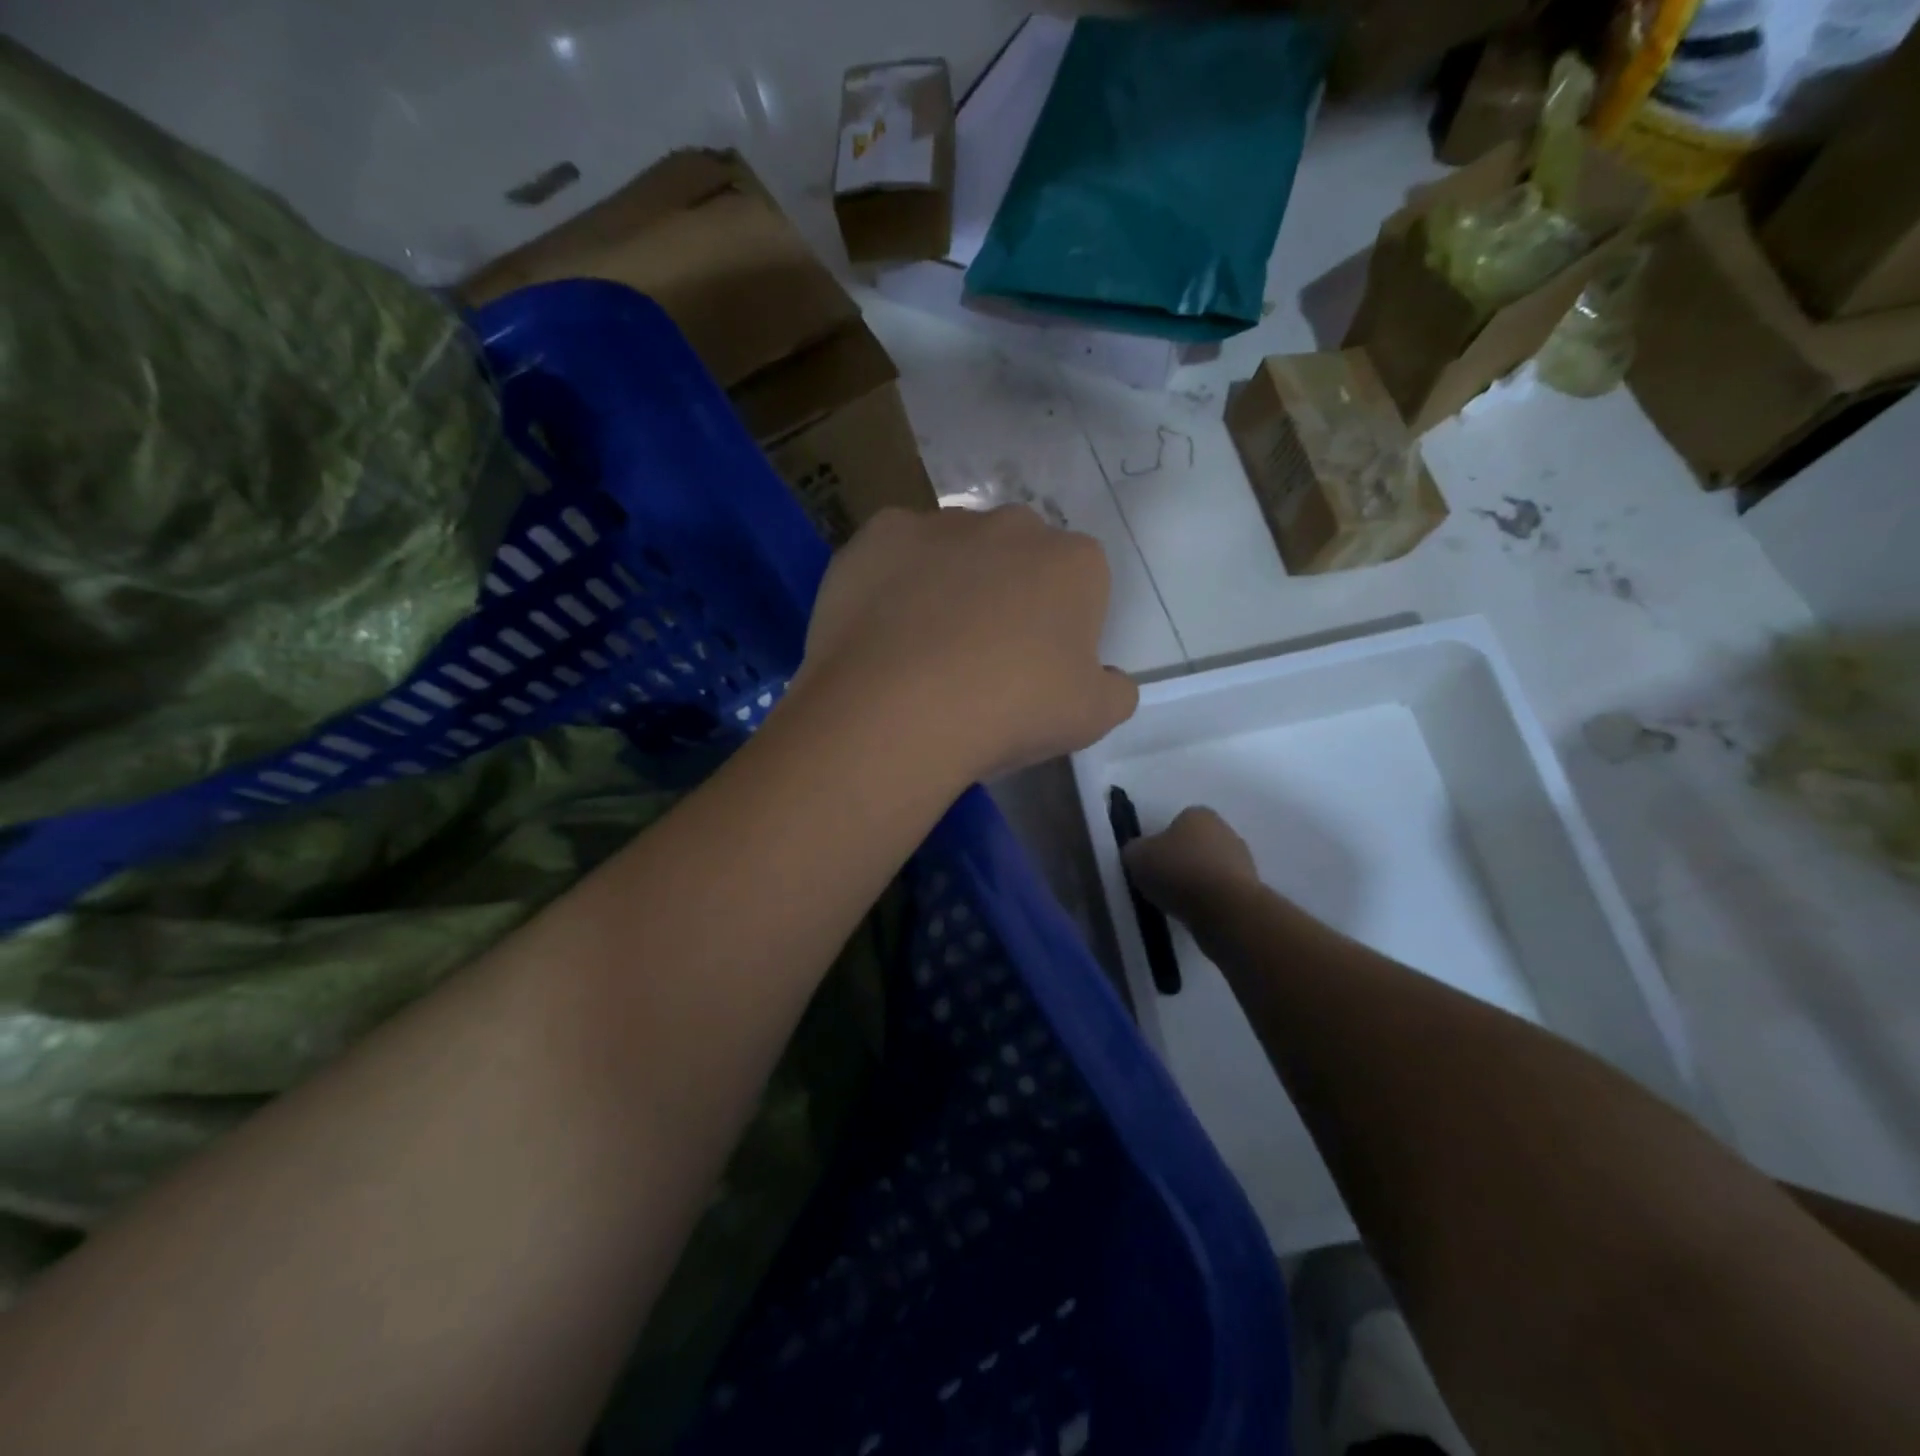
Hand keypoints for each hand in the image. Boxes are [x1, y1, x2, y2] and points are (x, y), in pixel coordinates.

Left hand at [797, 506, 1135, 782]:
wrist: (898, 708)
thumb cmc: (1009, 710)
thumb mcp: (1091, 718)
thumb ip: (1115, 690)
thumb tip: (1109, 678)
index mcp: (1074, 562)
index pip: (1080, 583)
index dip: (1060, 625)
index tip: (1037, 667)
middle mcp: (1012, 525)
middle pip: (1018, 556)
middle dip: (1008, 592)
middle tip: (982, 654)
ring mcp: (941, 523)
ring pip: (955, 550)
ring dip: (950, 583)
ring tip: (923, 647)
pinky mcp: (880, 534)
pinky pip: (897, 556)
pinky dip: (893, 583)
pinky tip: (882, 629)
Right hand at [1123, 807, 1259, 922]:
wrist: (1226, 910)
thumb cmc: (1179, 872)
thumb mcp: (1137, 856)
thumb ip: (1134, 850)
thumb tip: (1138, 853)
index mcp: (1198, 814)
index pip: (1175, 823)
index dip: (1160, 843)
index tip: (1151, 863)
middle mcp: (1224, 830)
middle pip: (1194, 845)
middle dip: (1180, 861)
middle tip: (1161, 883)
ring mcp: (1243, 860)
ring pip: (1209, 869)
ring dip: (1196, 883)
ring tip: (1177, 903)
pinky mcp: (1251, 889)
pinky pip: (1220, 892)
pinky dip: (1209, 901)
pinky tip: (1196, 913)